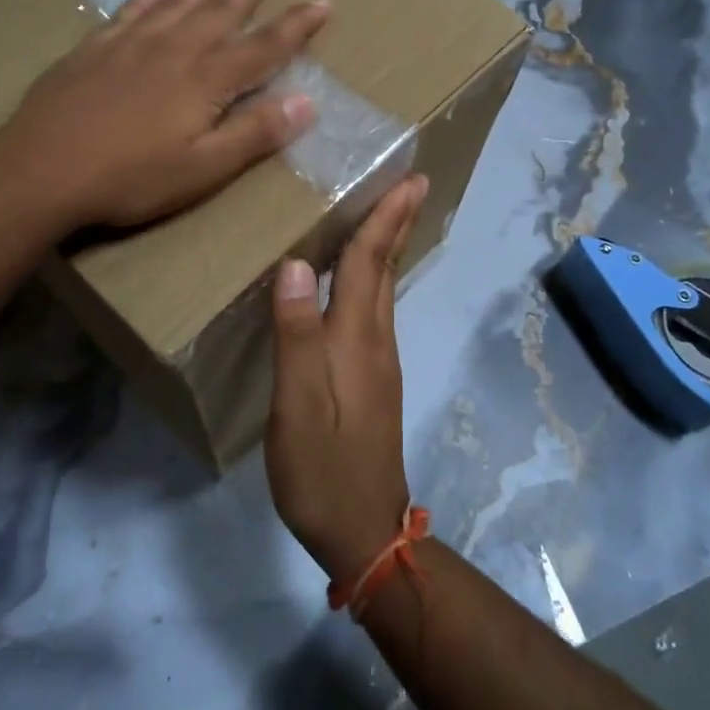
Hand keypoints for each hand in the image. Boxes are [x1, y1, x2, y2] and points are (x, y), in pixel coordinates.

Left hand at [0, 0, 328, 229]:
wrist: (41, 169)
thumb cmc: (130, 178)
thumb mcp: (203, 168)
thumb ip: (255, 134)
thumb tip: (308, 102)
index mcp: (206, 79)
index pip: (264, 46)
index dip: (296, 25)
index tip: (322, 2)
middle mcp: (174, 48)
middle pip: (221, 8)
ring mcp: (131, 43)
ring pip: (177, 0)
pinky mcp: (95, 48)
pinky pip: (131, 11)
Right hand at [266, 174, 428, 585]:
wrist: (363, 531)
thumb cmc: (323, 468)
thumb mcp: (297, 406)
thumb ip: (296, 335)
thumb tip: (297, 265)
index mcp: (356, 339)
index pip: (370, 262)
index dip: (387, 218)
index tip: (412, 178)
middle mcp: (375, 341)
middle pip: (385, 269)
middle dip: (396, 223)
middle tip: (409, 184)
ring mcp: (378, 362)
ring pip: (382, 289)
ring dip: (386, 247)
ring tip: (383, 216)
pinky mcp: (372, 380)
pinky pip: (372, 311)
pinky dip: (372, 278)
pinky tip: (357, 281)